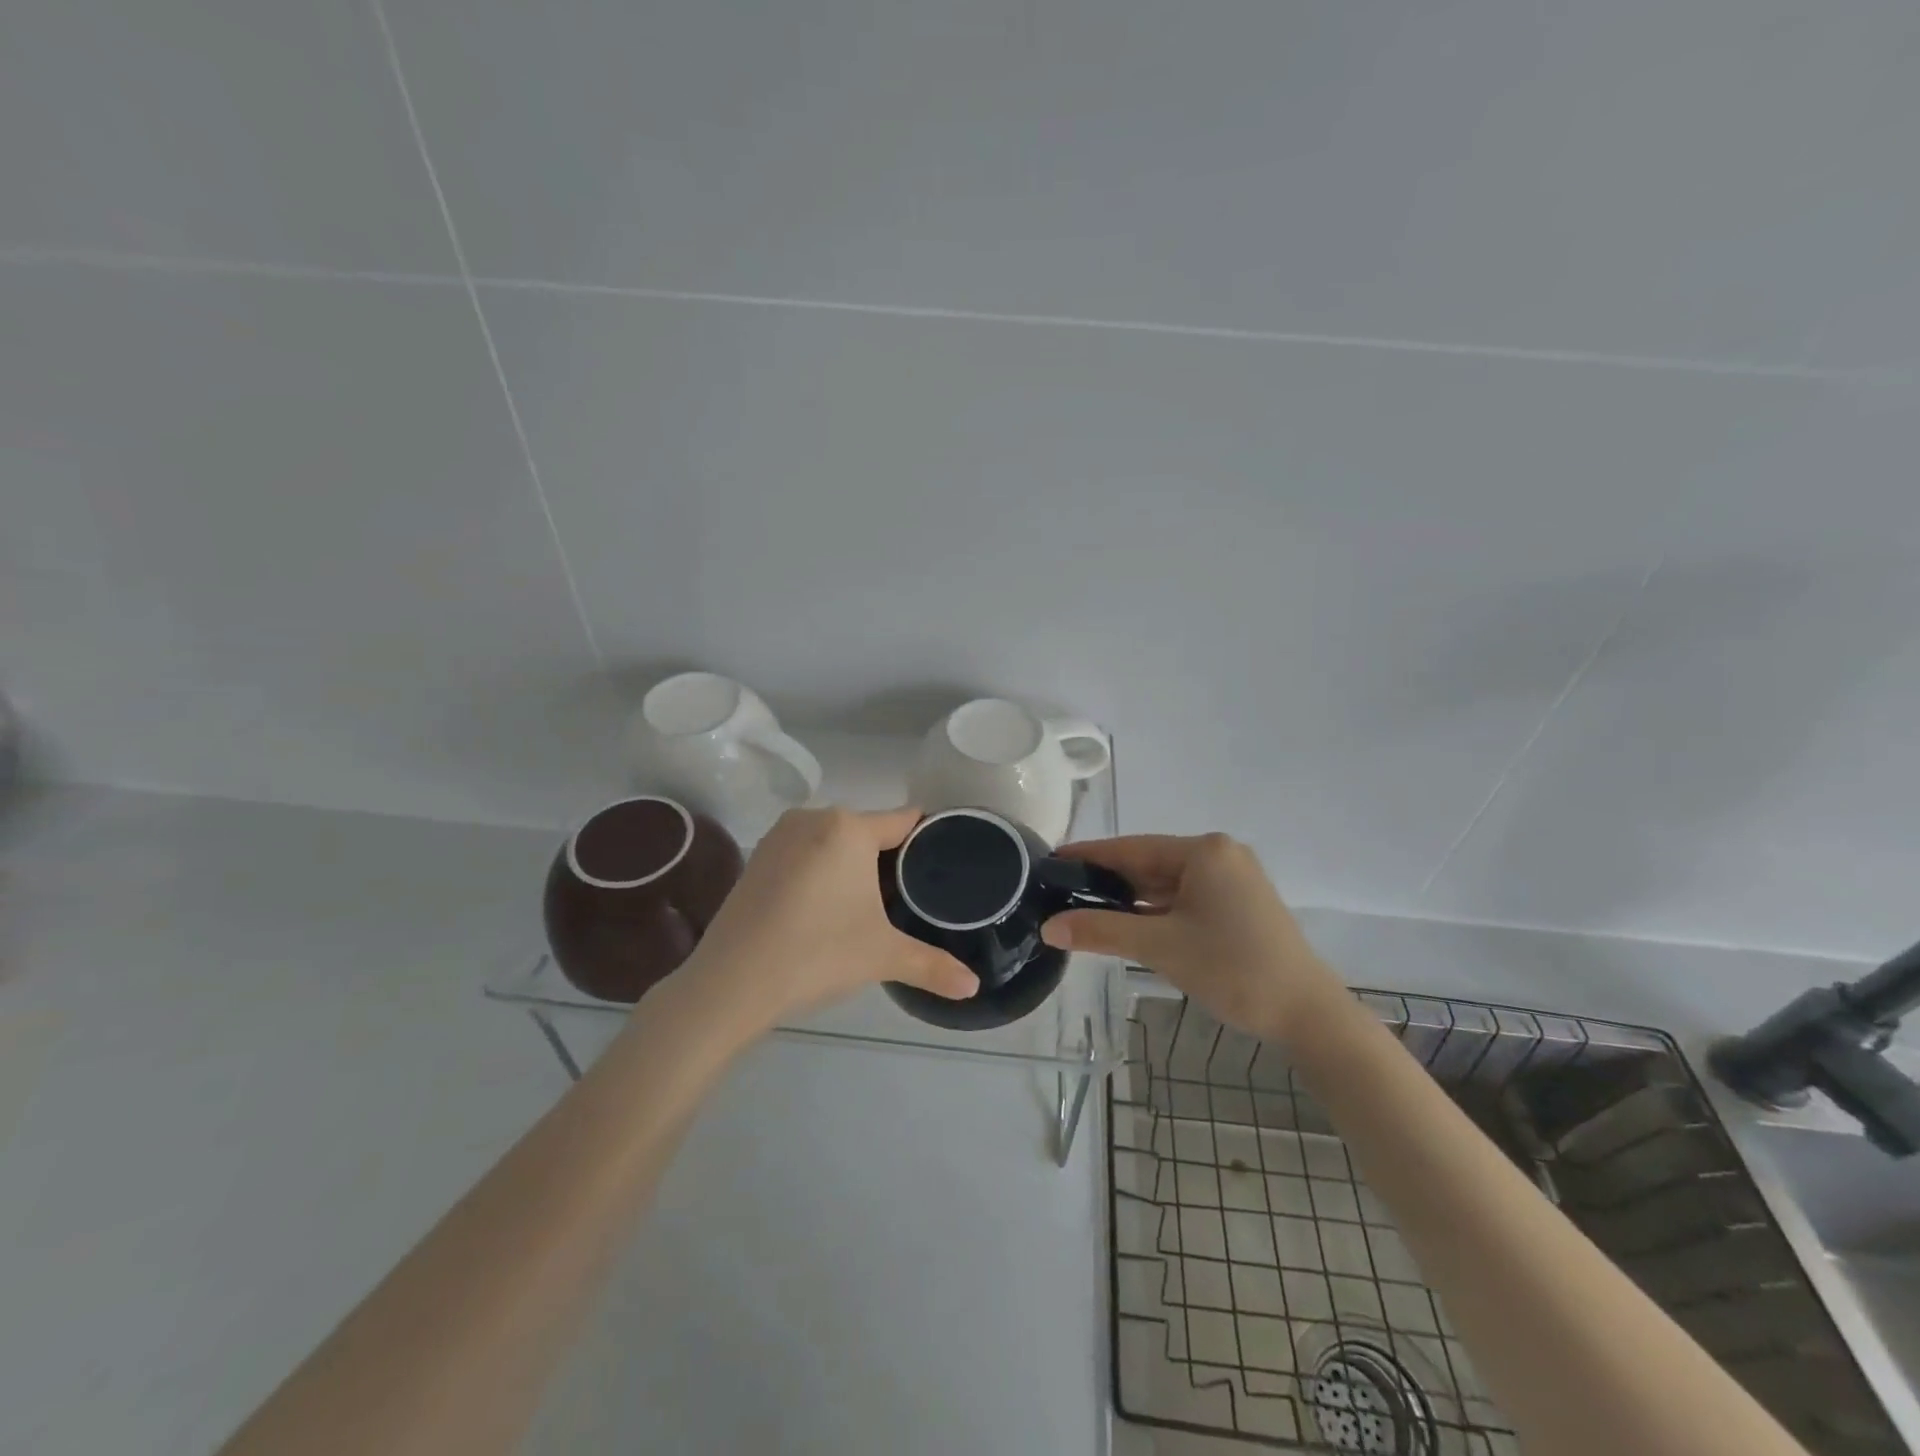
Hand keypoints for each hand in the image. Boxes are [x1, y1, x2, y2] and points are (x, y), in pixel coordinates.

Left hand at [679, 806, 976, 1032]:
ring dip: (852, 867)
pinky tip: (824, 910)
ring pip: (834, 843)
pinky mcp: (756, 859)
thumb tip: (974, 987)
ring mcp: (779, 836)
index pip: (903, 821)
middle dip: (888, 861)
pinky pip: (805, 855)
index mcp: (848, 827)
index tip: (944, 864)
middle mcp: (813, 818)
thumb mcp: (882, 956)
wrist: (731, 983)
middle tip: (908, 901)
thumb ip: (933, 966)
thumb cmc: (817, 954)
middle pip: (868, 832)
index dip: (927, 841)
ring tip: (869, 908)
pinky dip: (820, 873)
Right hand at [1041, 833, 1342, 1039]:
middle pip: (1148, 864)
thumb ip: (1101, 931)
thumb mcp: (1160, 947)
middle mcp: (1219, 855)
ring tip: (1084, 910)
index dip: (1089, 856)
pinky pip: (1185, 898)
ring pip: (1166, 883)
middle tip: (1061, 893)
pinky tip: (1127, 923)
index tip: (1051, 862)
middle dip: (1107, 881)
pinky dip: (1156, 911)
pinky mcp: (1239, 904)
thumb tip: (1049, 926)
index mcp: (1204, 851)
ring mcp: (1232, 879)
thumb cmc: (1233, 969)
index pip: (1131, 848)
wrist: (1308, 1015)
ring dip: (1130, 899)